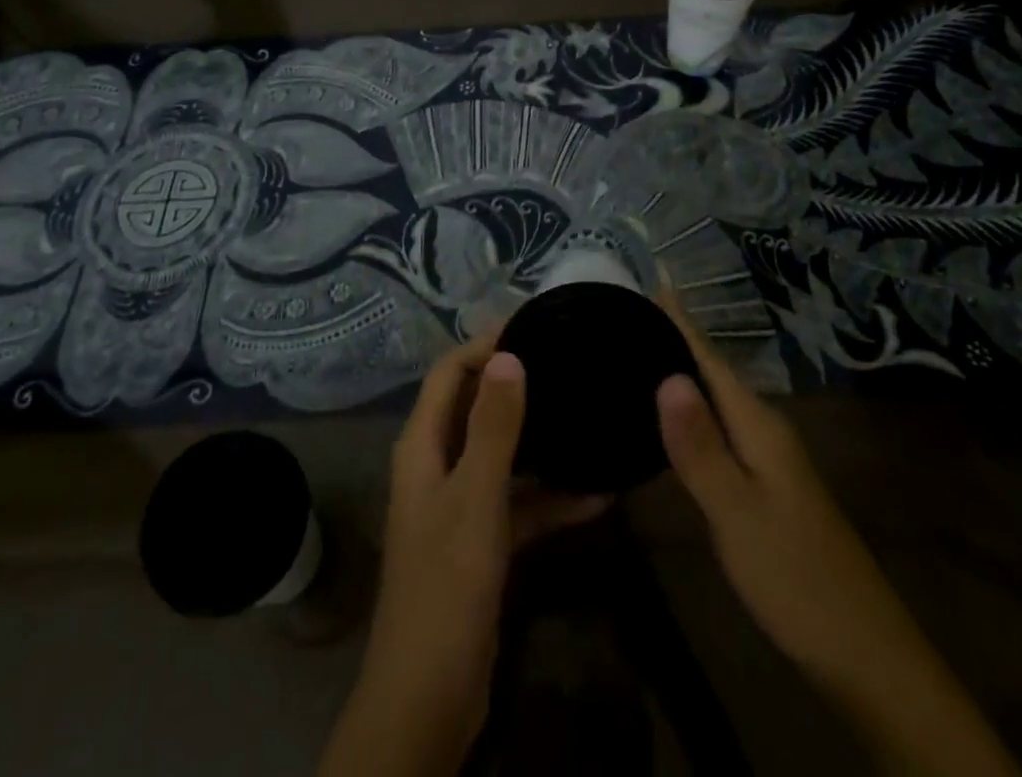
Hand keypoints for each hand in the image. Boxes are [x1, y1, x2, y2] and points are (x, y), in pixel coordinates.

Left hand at [319, 337, 607, 776]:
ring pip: (501, 455)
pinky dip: (550, 498)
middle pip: (474, 407)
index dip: (483, 344)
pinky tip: (598, 496)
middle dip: (514, 383)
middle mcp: (436, 465)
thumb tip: (508, 356)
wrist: (429, 696)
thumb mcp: (475, 499)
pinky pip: (517, 503)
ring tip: (585, 416)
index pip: (448, 373)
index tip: (531, 325)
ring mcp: (458, 504)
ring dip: (539, 441)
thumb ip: (492, 428)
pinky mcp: (480, 542)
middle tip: (564, 361)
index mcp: (422, 446)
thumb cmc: (446, 585)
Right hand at [653, 291, 856, 672]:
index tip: (653, 275)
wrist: (865, 655)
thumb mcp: (736, 513)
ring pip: (716, 399)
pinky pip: (720, 428)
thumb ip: (700, 446)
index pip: (709, 357)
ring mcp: (770, 459)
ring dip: (683, 370)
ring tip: (639, 350)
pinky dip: (692, 410)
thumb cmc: (795, 576)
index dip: (680, 318)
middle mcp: (765, 429)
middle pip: (712, 370)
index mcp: (758, 425)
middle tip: (627, 309)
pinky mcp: (766, 486)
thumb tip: (666, 373)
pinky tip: (671, 418)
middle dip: (674, 336)